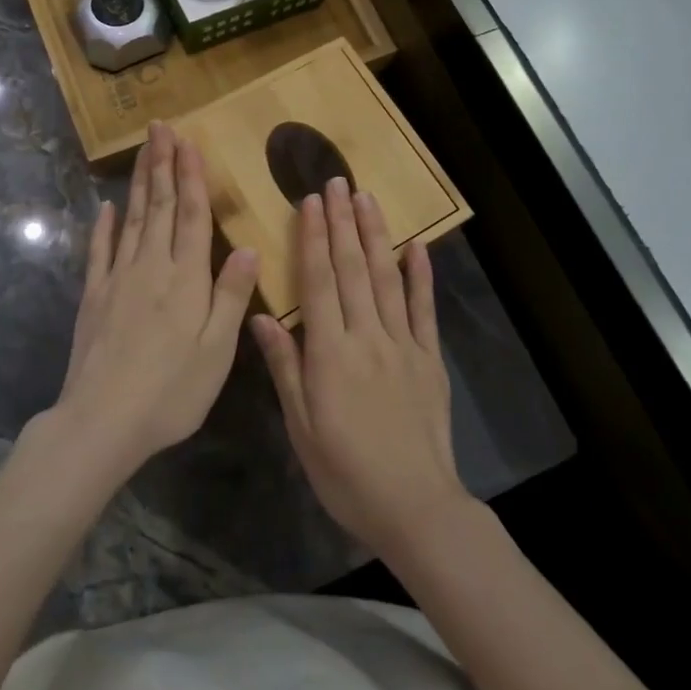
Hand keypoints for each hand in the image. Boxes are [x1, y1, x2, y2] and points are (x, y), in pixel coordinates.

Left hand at [52, 123, 258, 478]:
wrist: (102, 421)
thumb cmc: (171, 391)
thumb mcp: (216, 350)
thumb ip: (231, 295)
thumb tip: (246, 246)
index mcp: (186, 279)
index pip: (190, 215)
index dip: (190, 177)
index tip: (188, 142)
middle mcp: (151, 267)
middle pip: (158, 206)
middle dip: (162, 164)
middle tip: (160, 128)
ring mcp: (117, 279)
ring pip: (131, 219)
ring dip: (138, 183)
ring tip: (143, 151)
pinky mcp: (93, 297)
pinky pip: (99, 252)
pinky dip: (103, 226)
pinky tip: (104, 208)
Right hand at [251, 177, 472, 561]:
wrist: (414, 506)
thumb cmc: (345, 471)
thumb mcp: (301, 426)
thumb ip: (284, 367)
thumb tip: (261, 317)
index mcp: (330, 353)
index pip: (320, 283)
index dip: (314, 239)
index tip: (310, 202)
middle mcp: (367, 337)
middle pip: (353, 270)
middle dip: (343, 223)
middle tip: (337, 183)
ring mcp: (403, 344)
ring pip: (387, 279)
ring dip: (376, 236)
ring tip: (367, 199)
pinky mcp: (429, 358)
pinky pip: (424, 309)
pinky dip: (421, 276)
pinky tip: (417, 246)